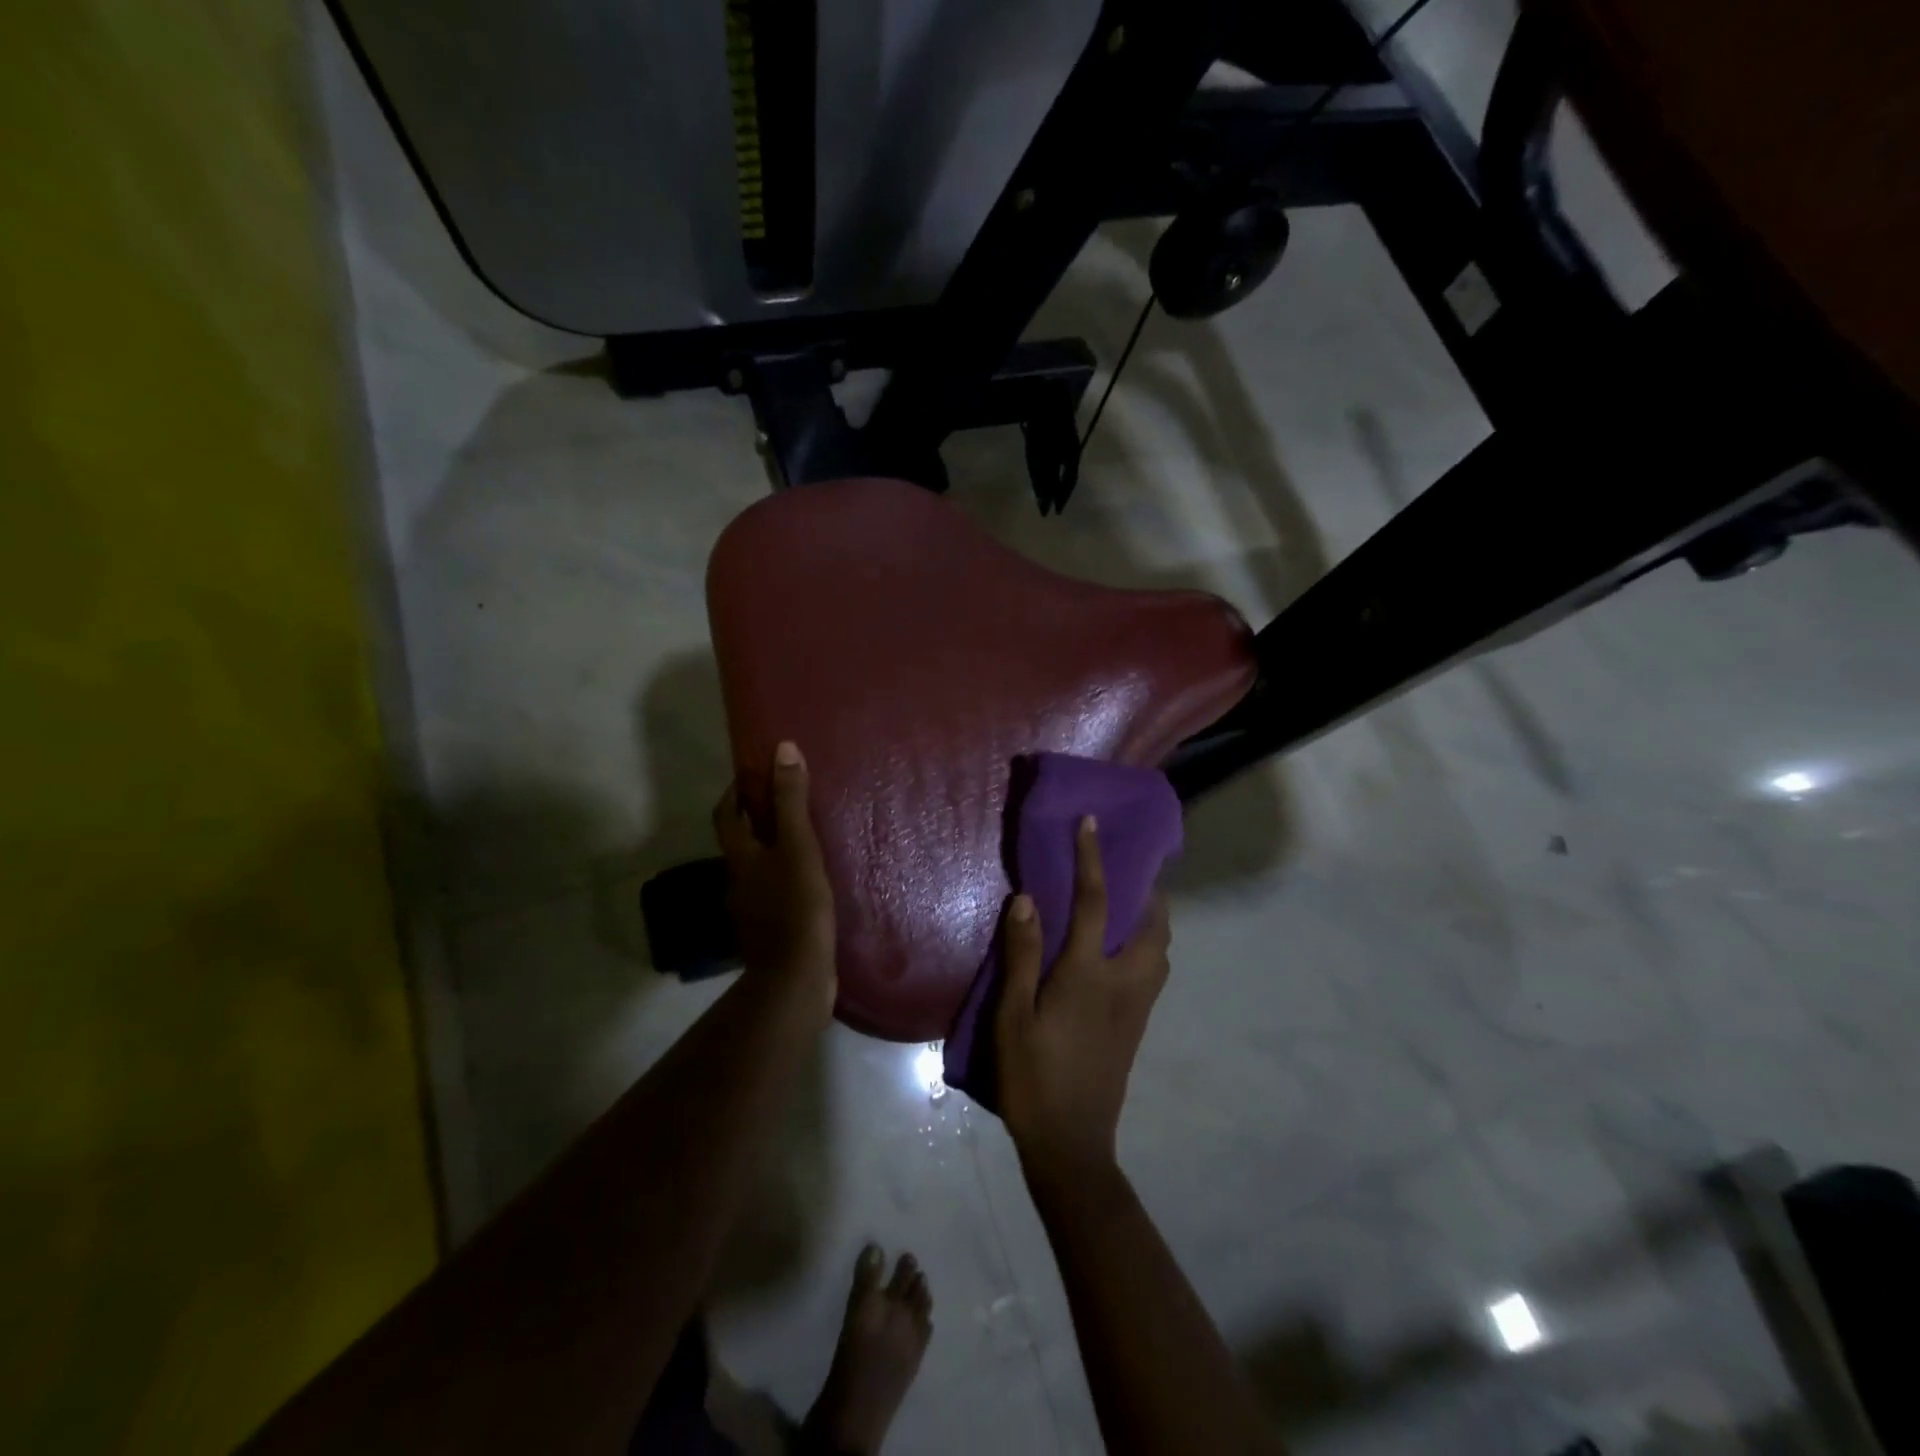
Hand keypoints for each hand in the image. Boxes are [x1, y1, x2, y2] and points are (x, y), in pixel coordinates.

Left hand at [712, 741, 836, 1022]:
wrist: (795, 977)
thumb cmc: (796, 905)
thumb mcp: (798, 846)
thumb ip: (790, 801)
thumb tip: (782, 749)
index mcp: (740, 857)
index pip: (726, 815)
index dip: (735, 793)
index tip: (754, 776)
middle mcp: (738, 881)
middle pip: (741, 843)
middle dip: (757, 821)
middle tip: (787, 805)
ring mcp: (751, 910)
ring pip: (758, 870)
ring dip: (774, 852)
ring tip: (806, 842)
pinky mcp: (770, 932)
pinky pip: (774, 895)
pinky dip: (786, 881)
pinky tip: (810, 884)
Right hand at [995, 816, 1171, 1179]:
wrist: (1071, 1144)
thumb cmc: (1033, 1076)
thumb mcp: (1013, 1016)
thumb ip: (1022, 955)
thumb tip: (1027, 899)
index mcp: (1088, 974)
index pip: (1095, 902)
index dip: (1093, 859)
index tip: (1092, 823)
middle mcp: (1124, 982)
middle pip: (1153, 924)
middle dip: (1148, 890)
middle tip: (1127, 870)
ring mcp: (1138, 1006)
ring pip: (1161, 949)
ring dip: (1152, 918)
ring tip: (1127, 905)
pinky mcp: (1139, 1025)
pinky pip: (1154, 970)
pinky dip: (1148, 944)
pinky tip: (1120, 951)